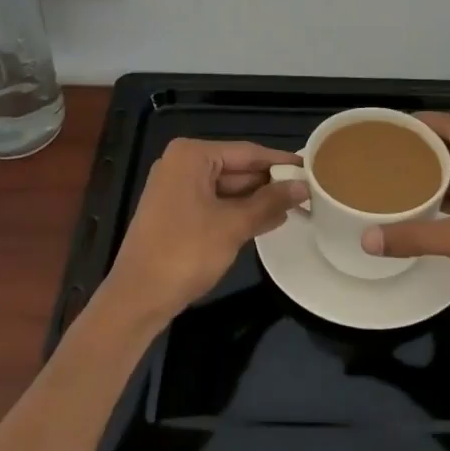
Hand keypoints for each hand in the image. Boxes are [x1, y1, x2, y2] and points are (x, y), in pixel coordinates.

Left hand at [103, 138, 306, 324]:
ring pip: (227, 188)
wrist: (138, 298)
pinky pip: (215, 204)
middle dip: (269, 183)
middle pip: (236, 168)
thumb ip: (270, 202)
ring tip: (295, 208)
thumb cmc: (185, 252)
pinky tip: (268, 221)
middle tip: (308, 192)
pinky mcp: (175, 212)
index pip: (247, 152)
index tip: (311, 168)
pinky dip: (239, 212)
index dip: (280, 162)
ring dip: (257, 200)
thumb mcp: (233, 225)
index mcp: (191, 156)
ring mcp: (176, 189)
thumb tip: (303, 187)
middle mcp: (181, 165)